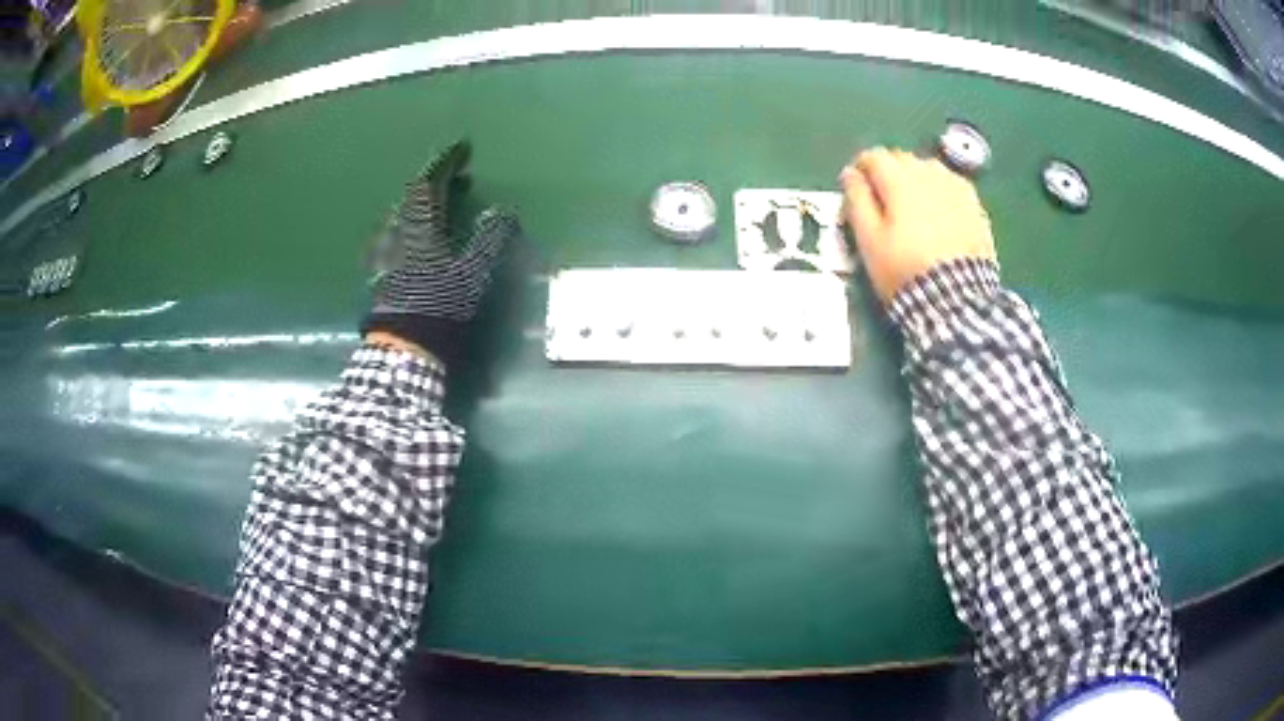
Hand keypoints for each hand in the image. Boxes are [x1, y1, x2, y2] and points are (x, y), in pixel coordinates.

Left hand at [362, 140, 519, 368]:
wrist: (404, 345)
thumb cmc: (440, 306)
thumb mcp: (474, 273)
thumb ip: (490, 238)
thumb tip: (502, 210)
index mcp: (419, 226)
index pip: (429, 181)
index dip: (445, 160)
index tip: (463, 146)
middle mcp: (398, 231)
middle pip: (413, 194)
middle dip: (437, 180)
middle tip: (460, 176)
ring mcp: (386, 251)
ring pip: (403, 213)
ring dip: (425, 201)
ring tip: (444, 203)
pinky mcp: (382, 270)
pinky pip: (397, 232)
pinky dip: (414, 223)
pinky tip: (420, 236)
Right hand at [840, 148, 995, 304]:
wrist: (957, 299)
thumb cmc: (905, 269)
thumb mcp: (869, 240)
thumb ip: (856, 200)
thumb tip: (850, 175)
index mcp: (899, 178)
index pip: (872, 156)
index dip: (860, 171)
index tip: (856, 191)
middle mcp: (929, 172)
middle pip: (901, 159)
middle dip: (888, 174)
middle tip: (883, 205)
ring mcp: (956, 186)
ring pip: (928, 169)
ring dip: (915, 181)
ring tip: (913, 211)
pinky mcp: (975, 205)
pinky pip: (951, 187)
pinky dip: (940, 194)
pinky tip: (939, 218)